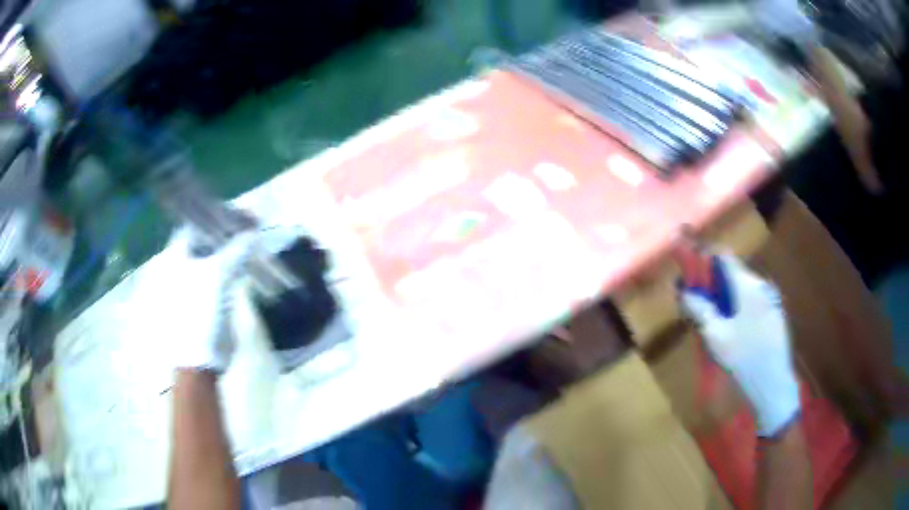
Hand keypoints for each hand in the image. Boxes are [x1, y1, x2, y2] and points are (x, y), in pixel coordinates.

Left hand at [161, 227, 256, 373]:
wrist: (200, 358)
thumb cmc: (201, 313)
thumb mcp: (219, 276)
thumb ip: (237, 250)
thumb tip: (253, 233)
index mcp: (178, 253)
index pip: (199, 221)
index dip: (220, 215)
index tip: (244, 216)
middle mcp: (183, 262)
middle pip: (208, 236)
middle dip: (230, 229)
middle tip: (253, 227)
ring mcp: (194, 279)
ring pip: (216, 253)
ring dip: (234, 246)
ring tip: (254, 243)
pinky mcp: (207, 295)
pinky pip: (222, 271)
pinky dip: (235, 264)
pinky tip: (249, 263)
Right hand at [679, 254, 799, 437]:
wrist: (773, 385)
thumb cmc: (743, 358)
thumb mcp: (716, 336)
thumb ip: (701, 310)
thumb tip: (686, 292)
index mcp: (748, 285)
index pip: (726, 258)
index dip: (707, 260)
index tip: (694, 271)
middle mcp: (763, 285)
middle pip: (736, 273)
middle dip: (717, 283)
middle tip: (702, 301)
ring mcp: (773, 300)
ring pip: (746, 289)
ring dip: (730, 296)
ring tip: (718, 319)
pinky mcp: (777, 315)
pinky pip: (756, 302)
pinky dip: (743, 307)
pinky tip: (737, 330)